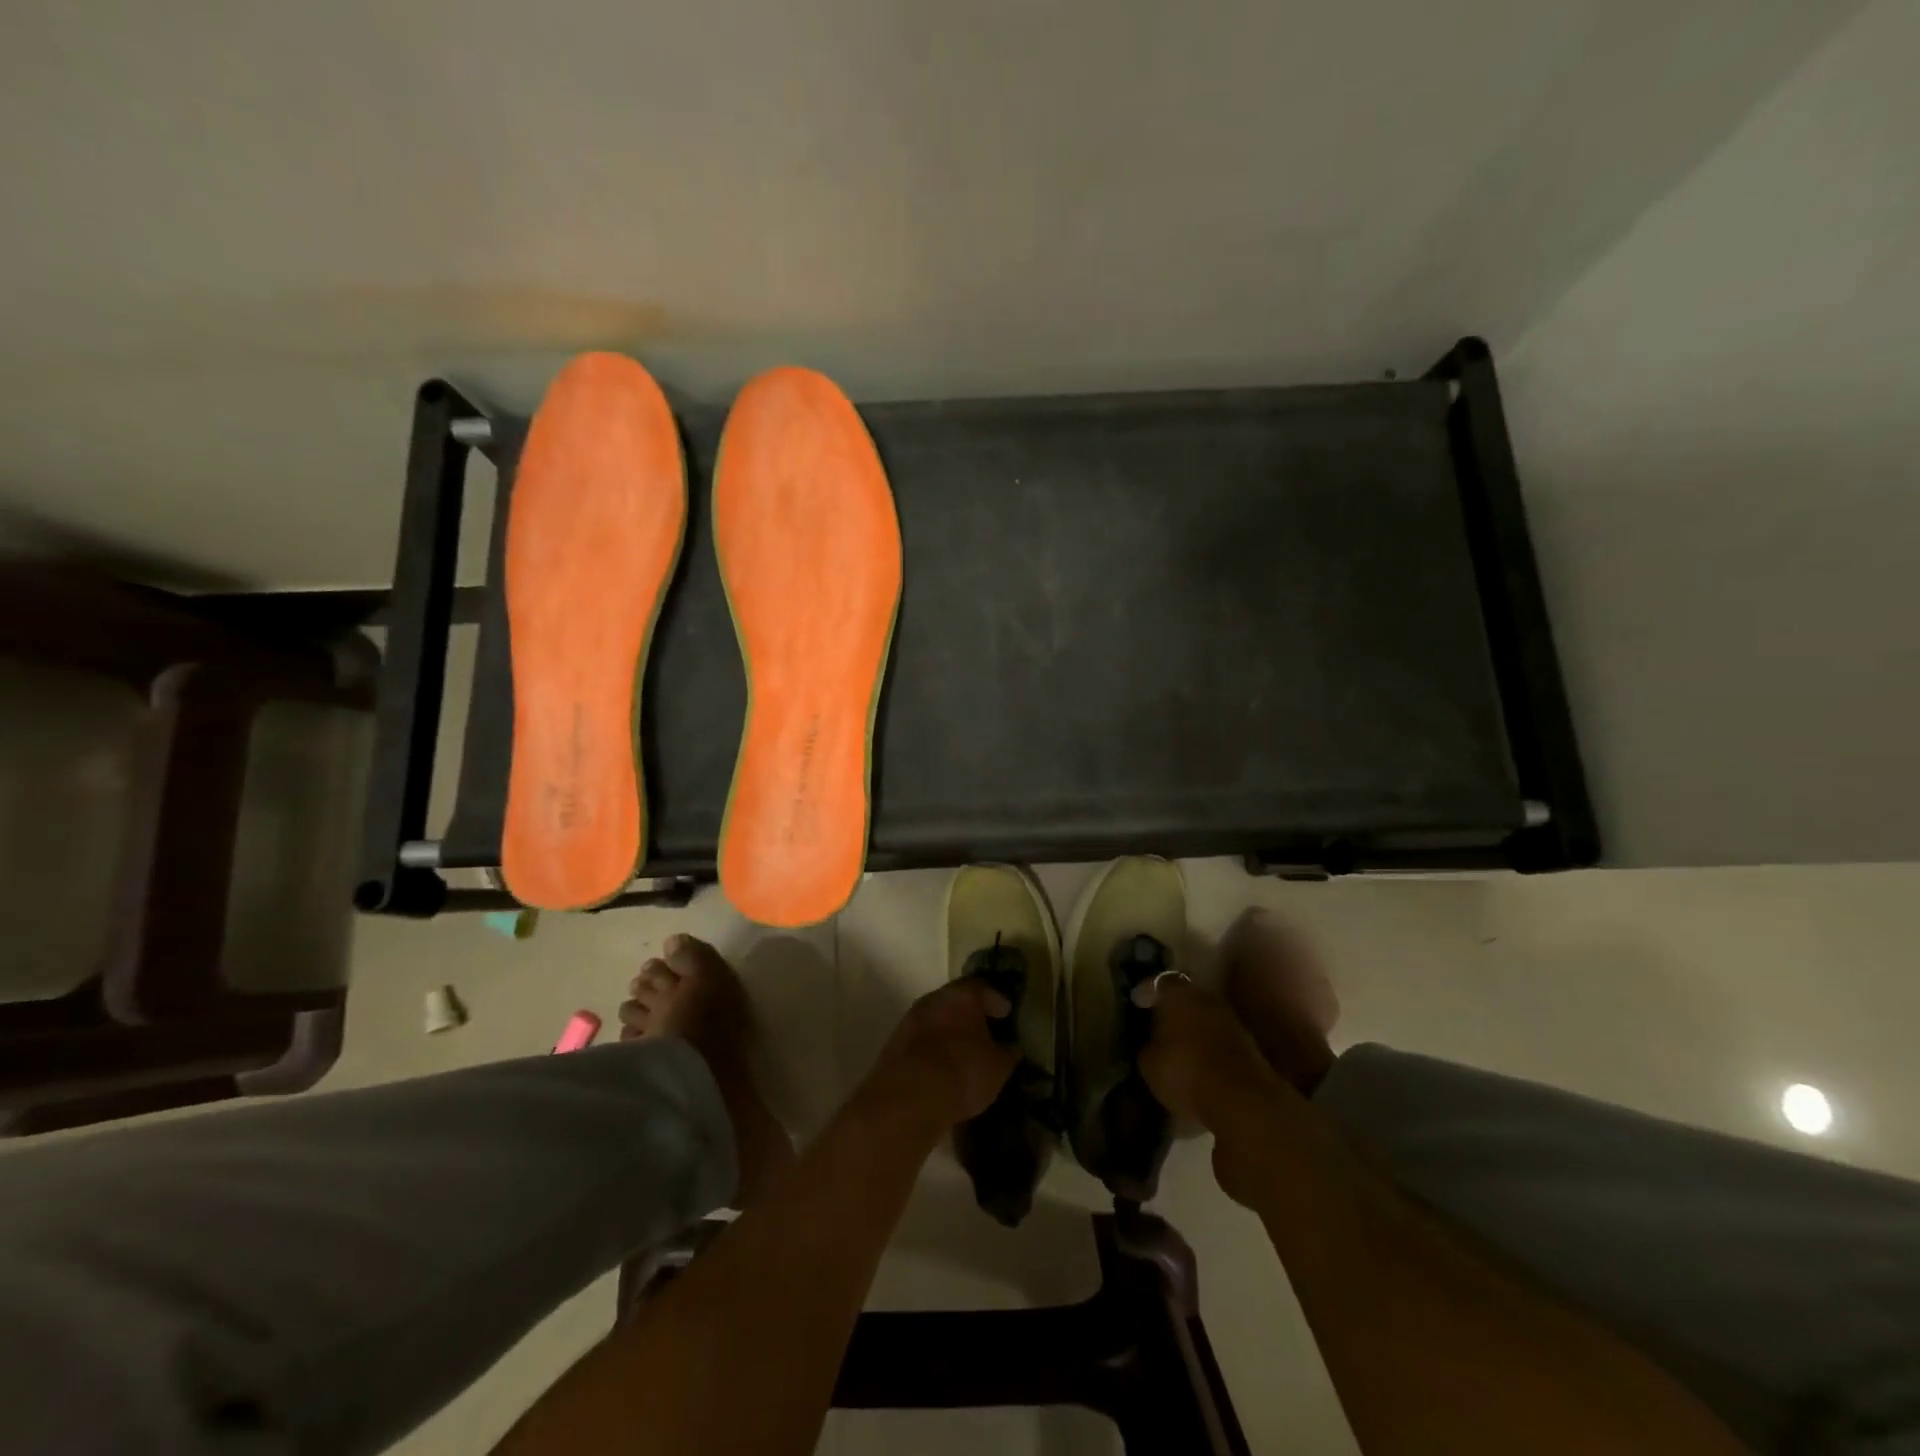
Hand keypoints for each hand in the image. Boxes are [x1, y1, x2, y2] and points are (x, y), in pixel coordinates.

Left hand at [860, 980, 1020, 1131]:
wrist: (907, 1098)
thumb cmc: (962, 1072)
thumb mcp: (998, 1068)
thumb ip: (1006, 1053)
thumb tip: (1009, 1048)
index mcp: (961, 996)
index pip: (982, 987)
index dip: (995, 1000)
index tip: (1005, 1014)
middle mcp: (933, 999)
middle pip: (955, 1001)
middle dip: (970, 1015)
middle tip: (984, 1031)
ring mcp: (909, 1021)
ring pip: (936, 1020)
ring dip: (949, 1032)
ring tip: (964, 1052)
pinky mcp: (894, 1045)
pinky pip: (921, 1041)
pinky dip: (933, 1049)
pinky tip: (942, 1068)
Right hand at [1138, 975, 1283, 1129]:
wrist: (1242, 1101)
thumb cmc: (1185, 1072)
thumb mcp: (1149, 1063)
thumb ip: (1148, 1045)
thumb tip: (1152, 1043)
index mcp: (1178, 994)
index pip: (1159, 982)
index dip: (1147, 991)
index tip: (1138, 1002)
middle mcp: (1206, 998)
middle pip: (1186, 996)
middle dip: (1173, 1007)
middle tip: (1158, 1021)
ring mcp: (1231, 1020)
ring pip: (1205, 1016)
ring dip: (1193, 1026)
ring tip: (1178, 1044)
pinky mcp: (1248, 1045)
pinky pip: (1219, 1036)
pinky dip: (1208, 1044)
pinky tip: (1199, 1060)